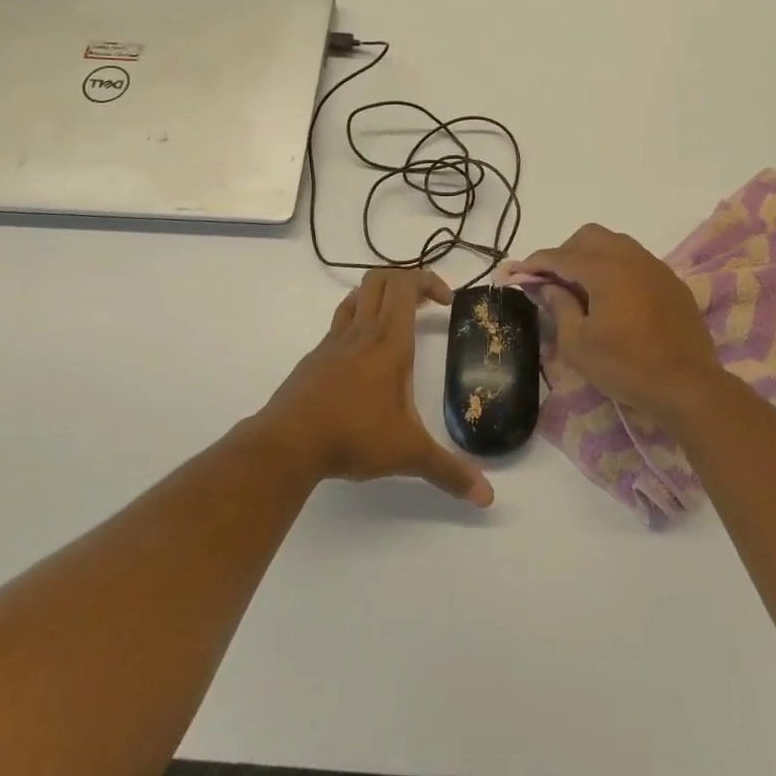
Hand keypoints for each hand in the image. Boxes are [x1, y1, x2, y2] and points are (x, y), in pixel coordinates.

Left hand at [260, 269, 493, 507]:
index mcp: (389, 341)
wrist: (288, 443)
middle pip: (380, 279)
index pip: (407, 285)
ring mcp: (333, 341)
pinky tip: (364, 357)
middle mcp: (362, 331)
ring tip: (397, 321)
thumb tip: (487, 497)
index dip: (430, 281)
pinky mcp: (315, 357)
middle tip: (426, 305)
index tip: (446, 302)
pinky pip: (340, 323)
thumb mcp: (408, 454)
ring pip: (357, 296)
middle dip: (407, 281)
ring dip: (379, 296)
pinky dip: (358, 322)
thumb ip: (448, 472)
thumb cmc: (353, 437)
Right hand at [509, 224, 726, 424]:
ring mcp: (656, 267)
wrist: (687, 385)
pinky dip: (617, 268)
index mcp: (605, 270)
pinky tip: (614, 298)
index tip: (518, 272)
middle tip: (553, 281)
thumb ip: (559, 307)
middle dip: (566, 252)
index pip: (561, 255)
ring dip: (593, 257)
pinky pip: (636, 260)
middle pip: (589, 236)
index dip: (536, 262)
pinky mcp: (672, 282)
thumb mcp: (578, 345)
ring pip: (616, 243)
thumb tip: (547, 286)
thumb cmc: (626, 367)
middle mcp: (631, 258)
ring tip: (582, 288)